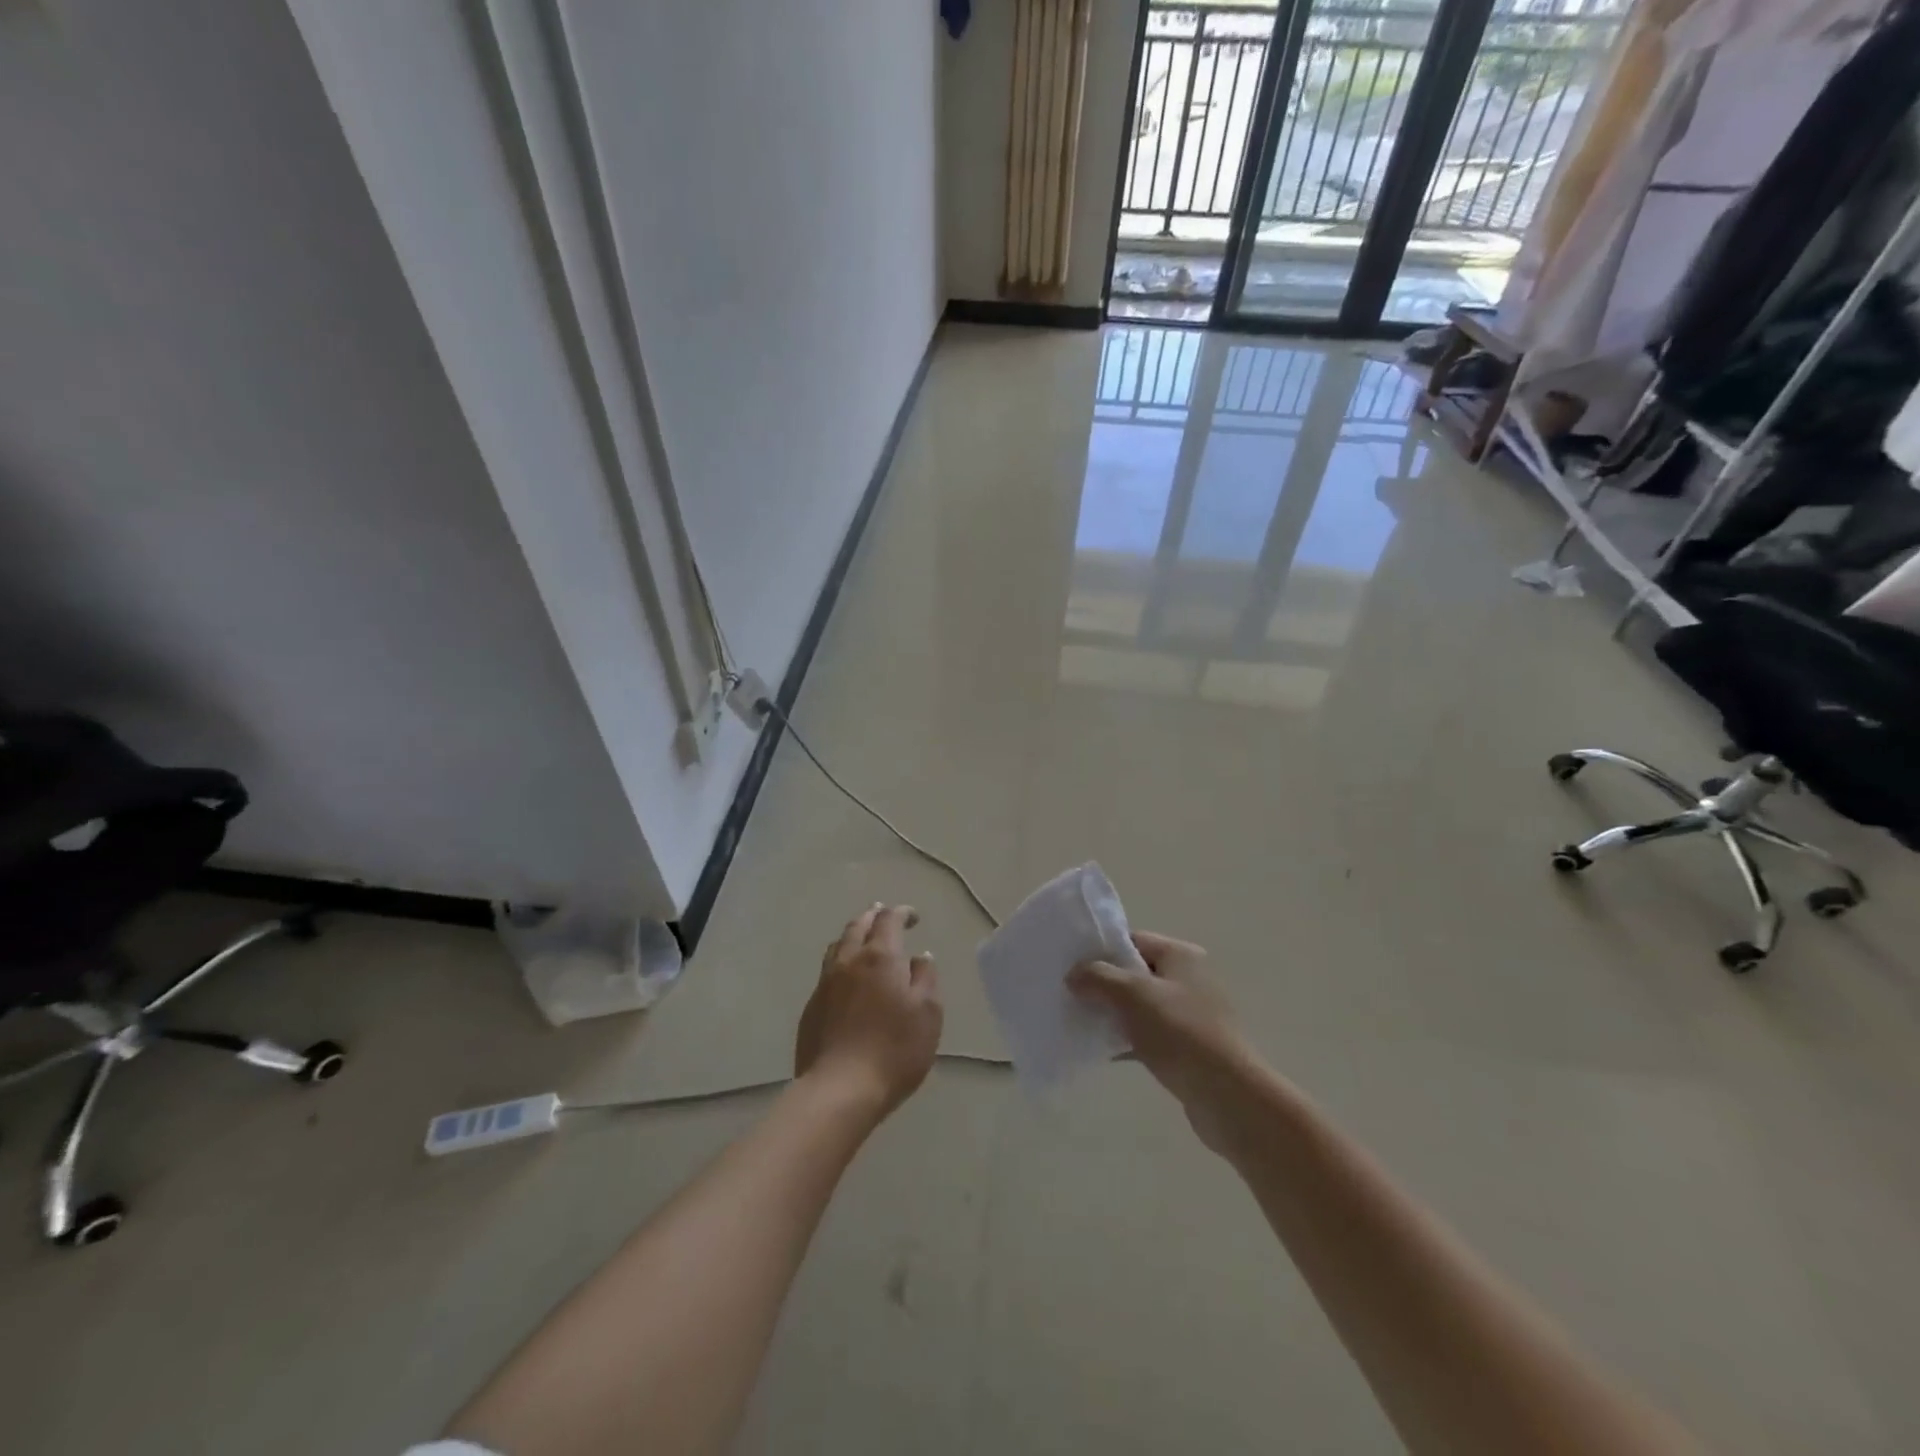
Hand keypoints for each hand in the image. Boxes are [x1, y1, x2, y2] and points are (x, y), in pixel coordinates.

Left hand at [795, 904, 942, 1122]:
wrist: (840, 1089)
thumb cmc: (894, 1049)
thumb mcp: (928, 1013)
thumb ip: (926, 978)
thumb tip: (919, 957)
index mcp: (880, 957)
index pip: (889, 920)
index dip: (901, 913)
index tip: (913, 917)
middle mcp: (849, 961)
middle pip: (858, 926)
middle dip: (874, 917)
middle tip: (885, 915)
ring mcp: (825, 983)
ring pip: (838, 946)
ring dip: (854, 936)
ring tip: (864, 939)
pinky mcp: (812, 1007)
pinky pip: (828, 971)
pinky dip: (842, 962)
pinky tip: (848, 978)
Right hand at [1069, 930, 1256, 1149]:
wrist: (1227, 1096)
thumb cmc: (1180, 1033)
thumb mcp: (1132, 995)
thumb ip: (1097, 977)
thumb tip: (1074, 974)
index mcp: (1181, 955)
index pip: (1133, 940)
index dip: (1101, 951)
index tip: (1071, 967)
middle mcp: (1189, 979)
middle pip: (1134, 973)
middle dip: (1103, 985)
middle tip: (1071, 996)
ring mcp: (1190, 1015)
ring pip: (1139, 1007)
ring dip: (1112, 1014)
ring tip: (1079, 1023)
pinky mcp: (1188, 1048)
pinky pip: (1148, 1035)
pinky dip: (1125, 1040)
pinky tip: (1100, 1052)